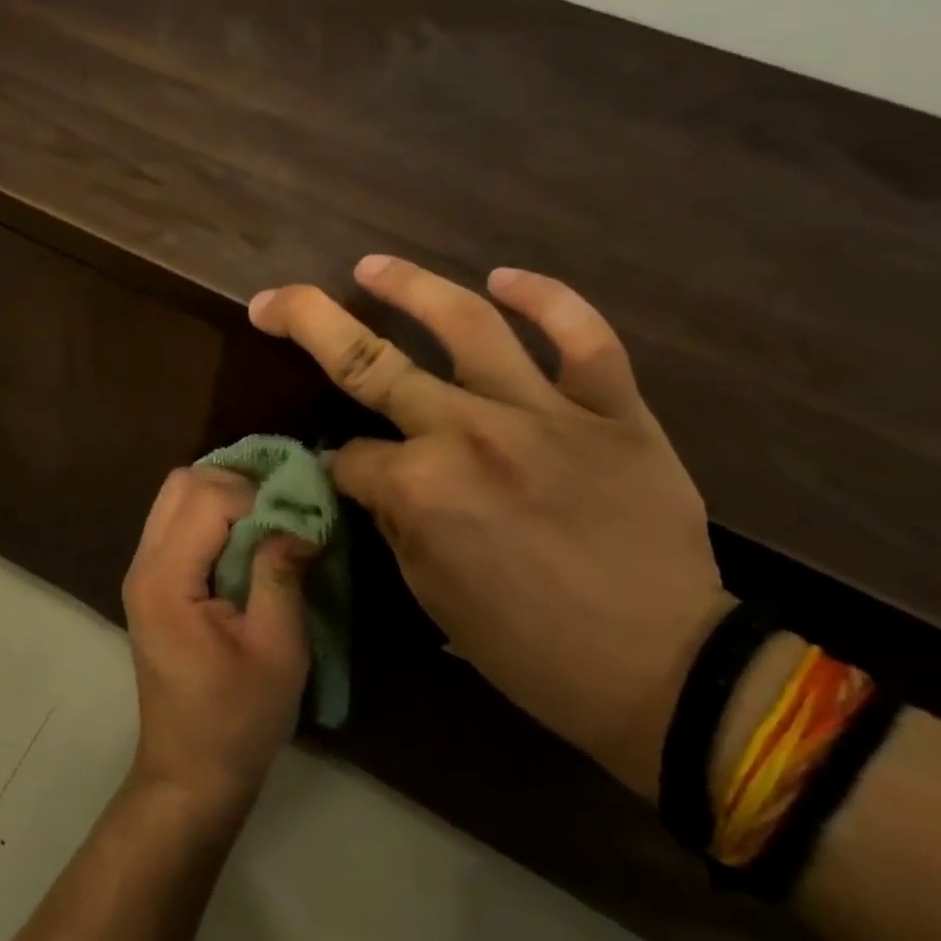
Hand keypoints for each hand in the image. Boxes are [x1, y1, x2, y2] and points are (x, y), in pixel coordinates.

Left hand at [122, 467, 314, 818]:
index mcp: (166, 580)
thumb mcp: (277, 650)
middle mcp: (143, 563)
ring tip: (266, 523)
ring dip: (222, 495)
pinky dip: (210, 514)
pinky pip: (175, 520)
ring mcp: (140, 570)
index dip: (258, 499)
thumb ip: (281, 575)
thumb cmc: (238, 720)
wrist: (190, 773)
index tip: (296, 524)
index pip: (208, 498)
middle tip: (281, 514)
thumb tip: (299, 518)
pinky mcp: (150, 580)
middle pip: (182, 482)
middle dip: (237, 484)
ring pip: (175, 495)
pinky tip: (244, 540)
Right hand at [249, 256, 728, 798]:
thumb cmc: (532, 649)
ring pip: (469, 324)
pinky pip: (585, 338)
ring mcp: (546, 413)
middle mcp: (471, 433)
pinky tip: (506, 277)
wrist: (666, 674)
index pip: (350, 454)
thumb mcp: (431, 595)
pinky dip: (548, 300)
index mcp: (422, 489)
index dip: (337, 465)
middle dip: (308, 322)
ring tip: (372, 266)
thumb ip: (393, 518)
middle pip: (369, 362)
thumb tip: (370, 471)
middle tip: (275, 299)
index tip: (345, 476)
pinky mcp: (615, 410)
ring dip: (410, 287)